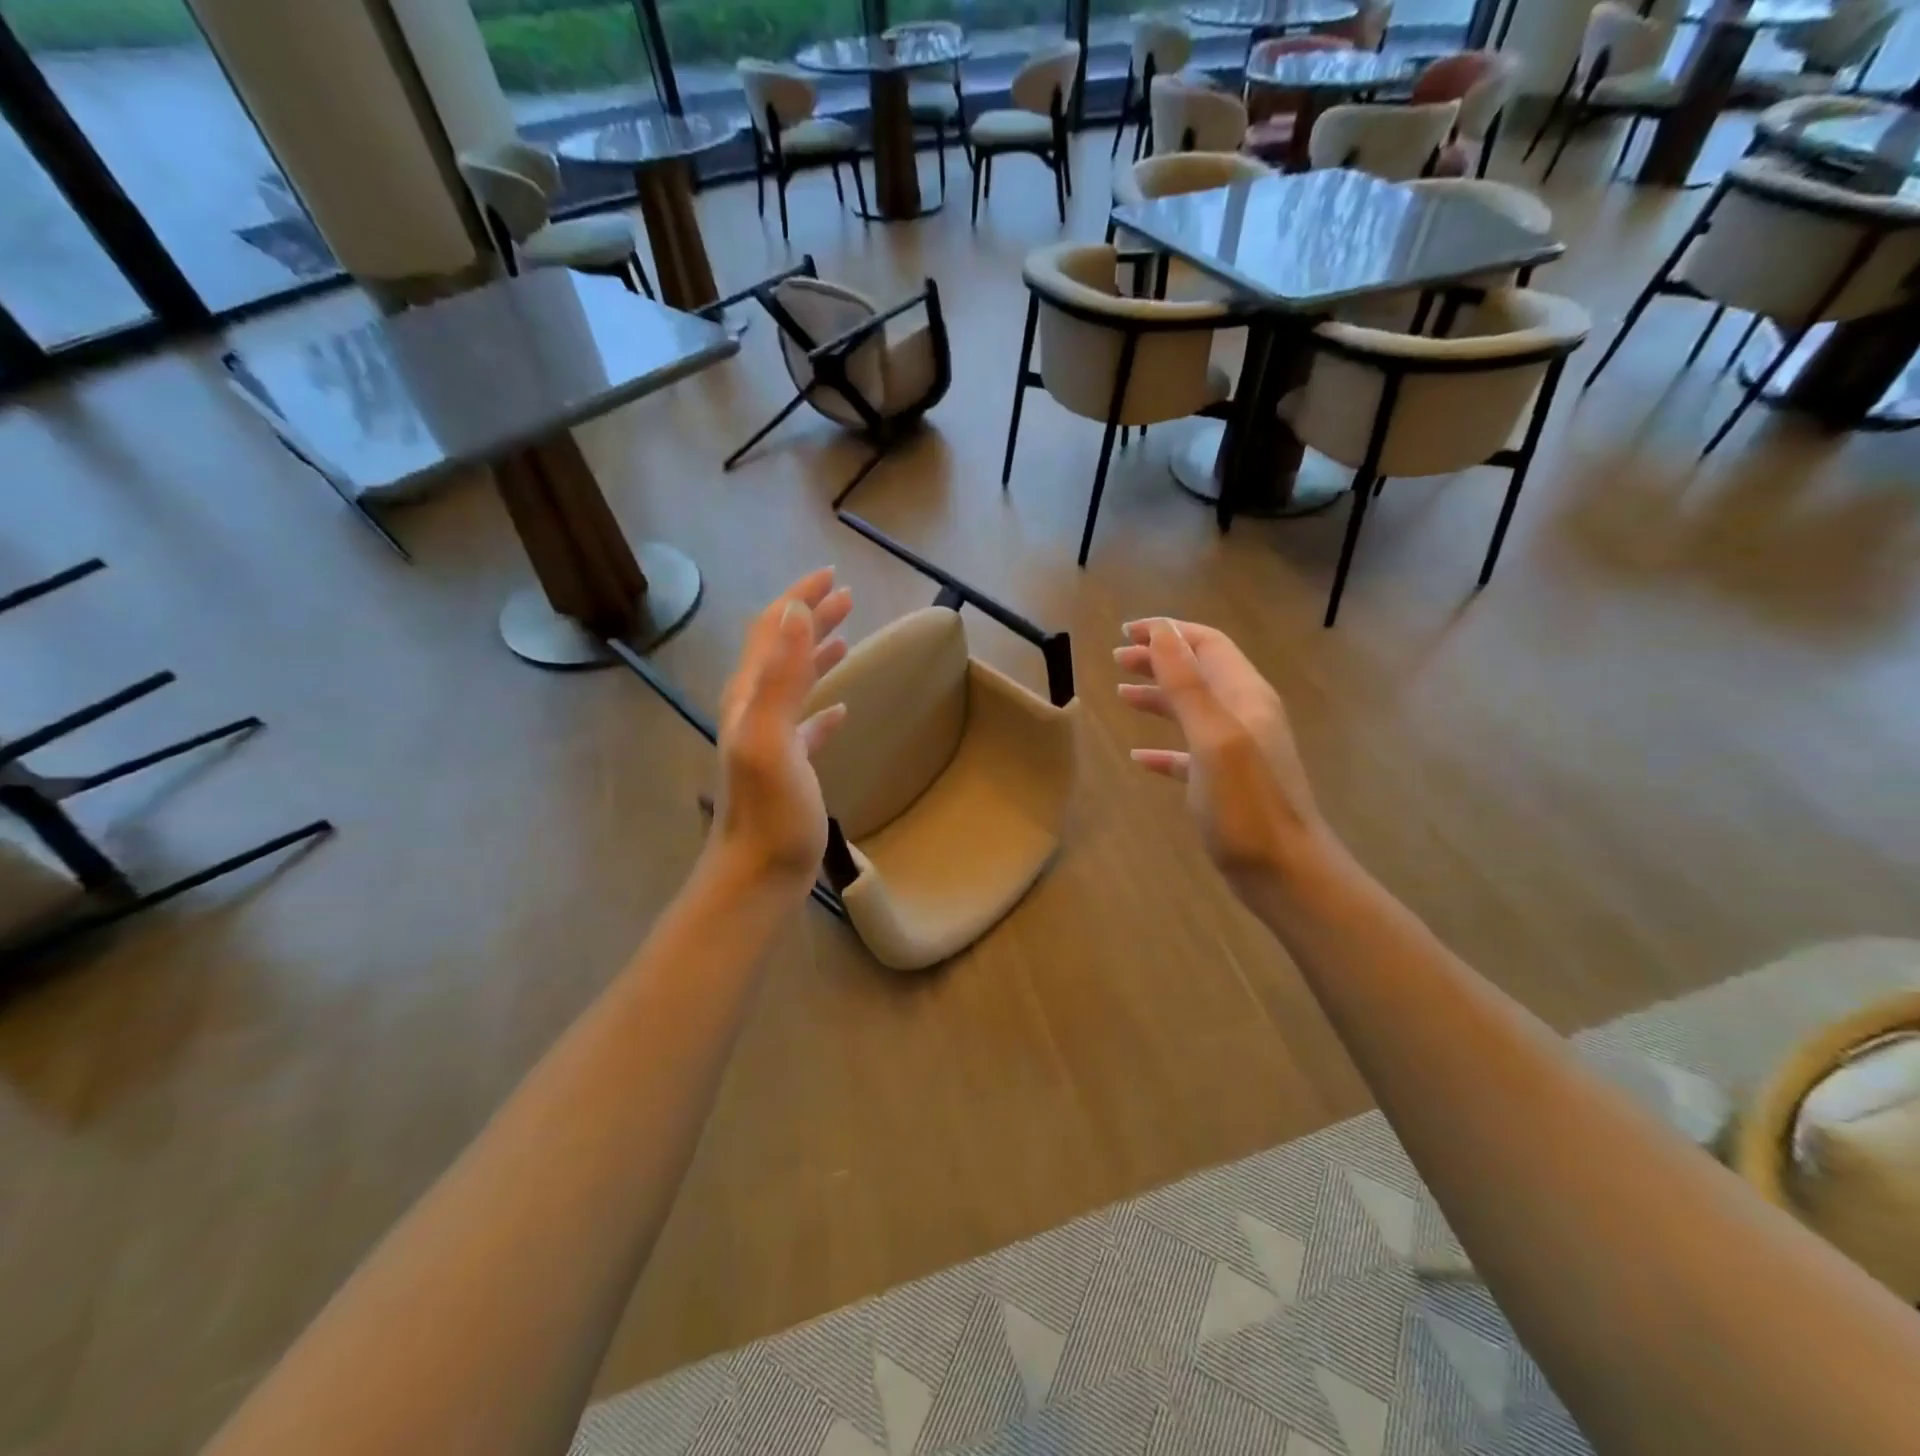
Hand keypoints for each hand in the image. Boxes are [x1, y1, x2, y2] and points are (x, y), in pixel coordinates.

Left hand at [708, 569, 852, 896]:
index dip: (798, 598)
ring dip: (818, 654)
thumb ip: (780, 675)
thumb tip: (793, 611)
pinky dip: (822, 706)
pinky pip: (806, 724)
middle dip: (811, 618)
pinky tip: (841, 708)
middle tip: (847, 597)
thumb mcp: (772, 737)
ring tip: (846, 635)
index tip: (832, 575)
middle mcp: (754, 710)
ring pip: (794, 683)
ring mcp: (770, 739)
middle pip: (783, 650)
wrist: (758, 874)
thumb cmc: (770, 809)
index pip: (771, 630)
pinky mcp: (788, 767)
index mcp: (749, 697)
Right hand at [1115, 618, 1330, 893]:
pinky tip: (1138, 758)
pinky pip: (1189, 753)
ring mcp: (1238, 751)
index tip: (1128, 630)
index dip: (1169, 631)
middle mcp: (1245, 715)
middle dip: (1159, 659)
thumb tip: (1163, 629)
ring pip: (1192, 710)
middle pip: (1198, 673)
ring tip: (1122, 694)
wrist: (1285, 872)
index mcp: (1245, 697)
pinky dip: (1162, 748)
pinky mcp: (1226, 783)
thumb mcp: (1213, 737)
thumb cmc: (1246, 804)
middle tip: (1118, 658)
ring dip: (1158, 697)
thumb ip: (1187, 683)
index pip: (1207, 644)